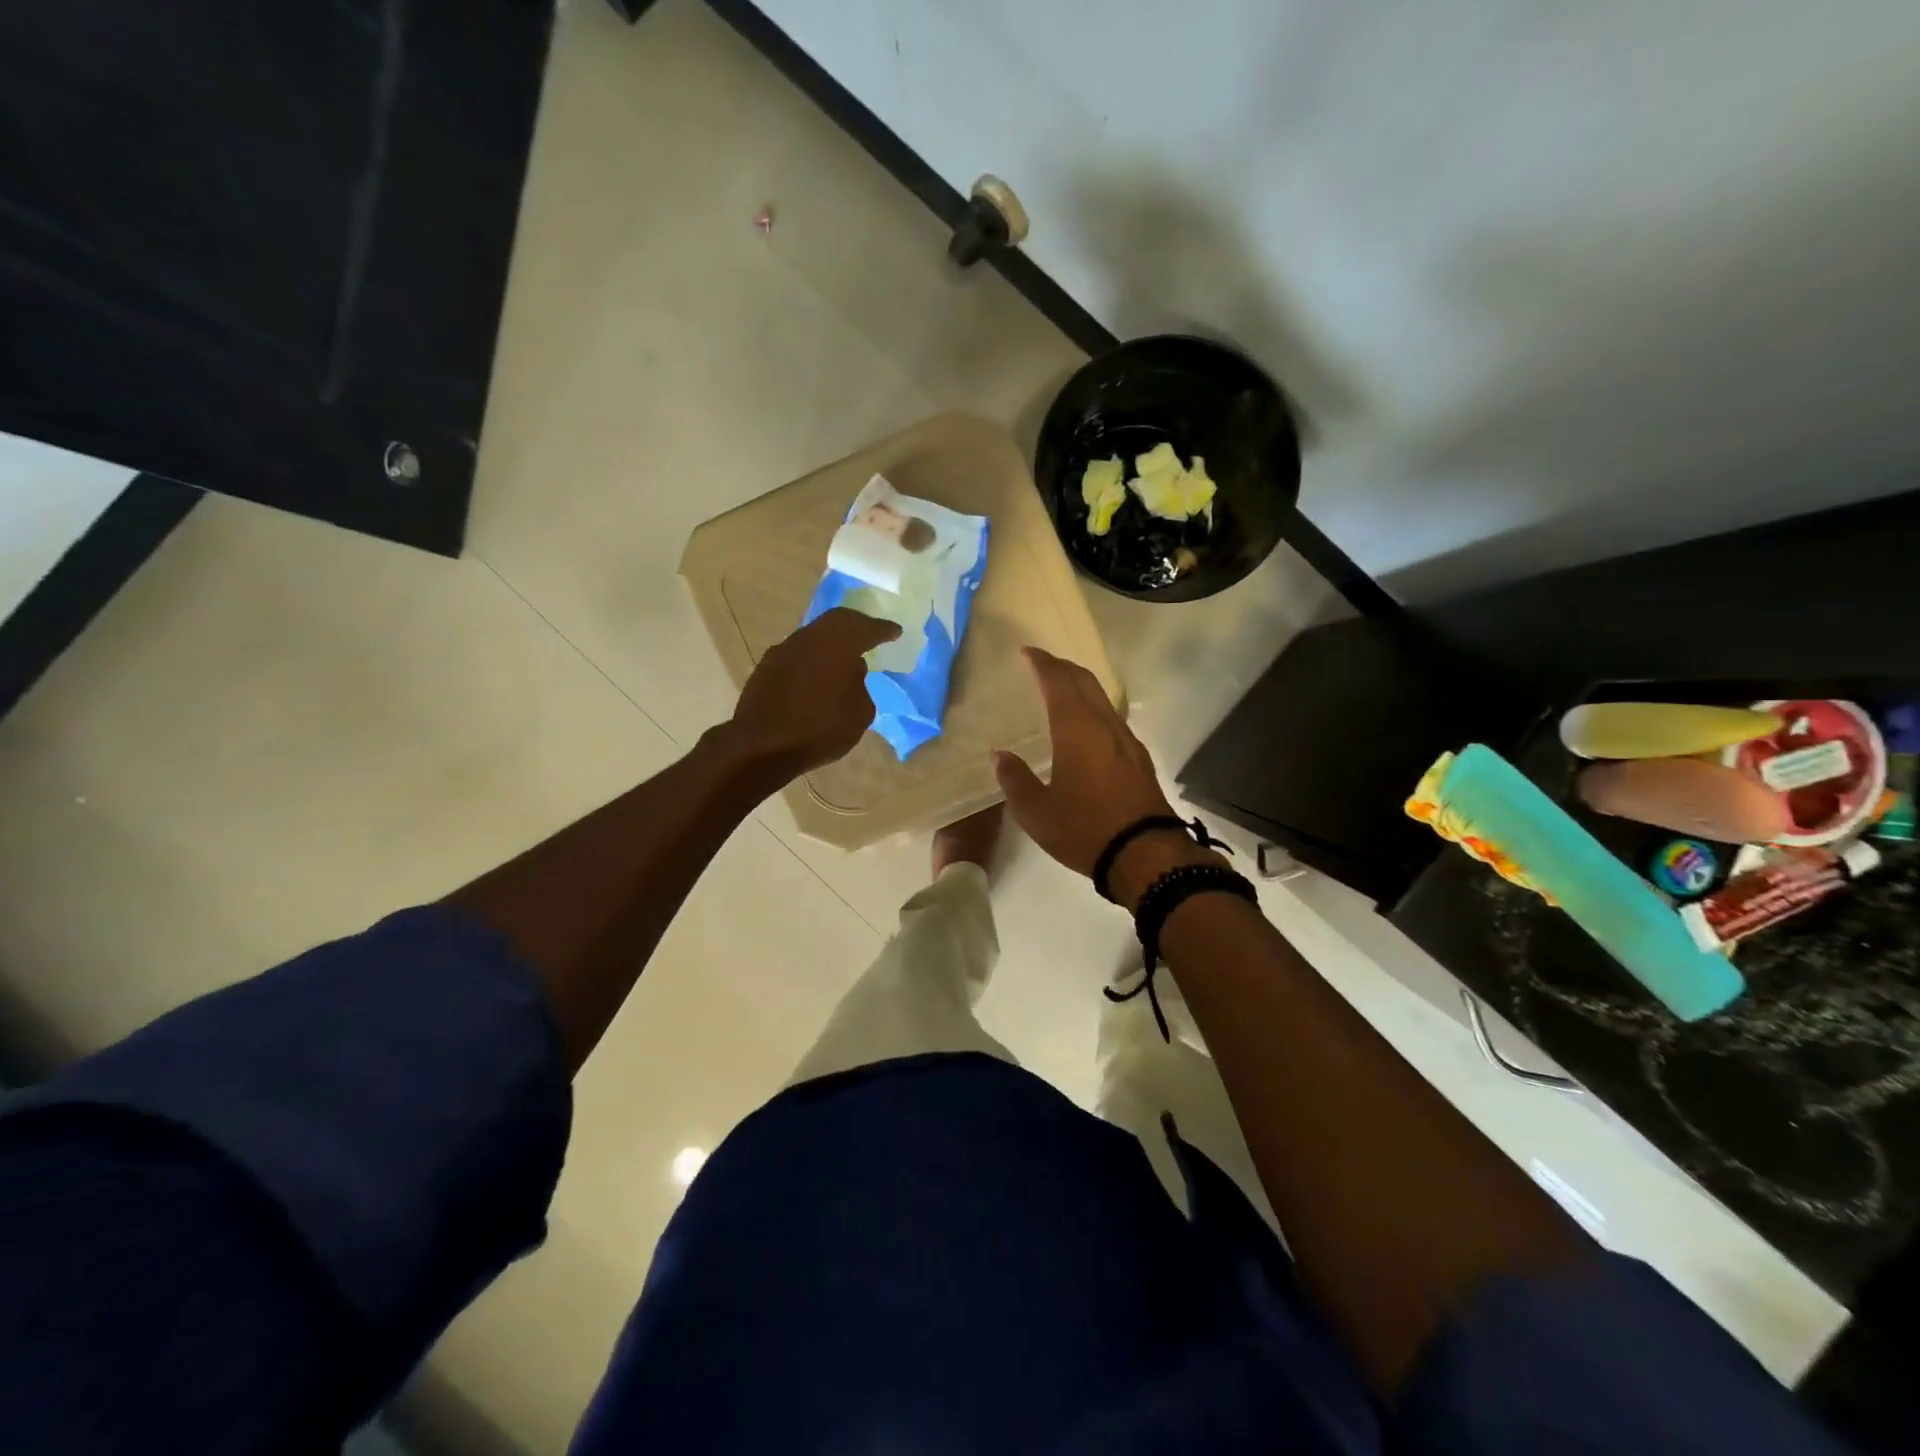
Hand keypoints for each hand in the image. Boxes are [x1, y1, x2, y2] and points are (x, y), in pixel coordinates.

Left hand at [727, 608, 899, 778]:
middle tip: (870, 633)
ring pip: (814, 637)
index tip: (895, 631)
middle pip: (836, 622)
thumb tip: (851, 671)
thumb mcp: (860, 713)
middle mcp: (809, 638)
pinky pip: (797, 655)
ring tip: (844, 657)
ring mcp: (783, 651)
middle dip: (856, 625)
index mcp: (838, 644)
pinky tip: (818, 675)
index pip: (866, 628)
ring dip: (831, 644)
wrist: (762, 746)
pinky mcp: (765, 668)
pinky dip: (812, 660)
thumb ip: (860, 686)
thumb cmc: (820, 729)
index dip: (883, 630)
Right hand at [993, 647, 1184, 881]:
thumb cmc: (1084, 829)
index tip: (1027, 652)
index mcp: (1077, 729)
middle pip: (1085, 682)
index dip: (1042, 663)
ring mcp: (1127, 741)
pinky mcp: (1139, 759)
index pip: (1058, 682)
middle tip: (1042, 664)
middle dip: (1062, 667)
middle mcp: (1104, 725)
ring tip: (1061, 691)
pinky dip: (1093, 709)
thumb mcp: (1036, 812)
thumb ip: (1015, 779)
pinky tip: (1086, 727)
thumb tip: (1000, 756)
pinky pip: (1112, 719)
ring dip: (1080, 687)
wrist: (1145, 854)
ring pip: (1102, 699)